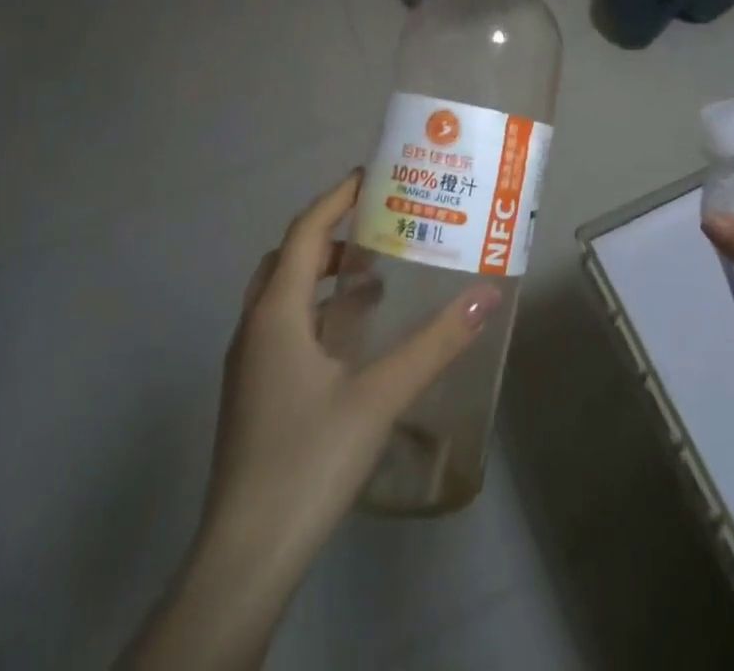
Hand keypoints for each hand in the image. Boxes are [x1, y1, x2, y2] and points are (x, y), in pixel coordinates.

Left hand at [203, 168, 498, 572]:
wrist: (246, 557)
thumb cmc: (308, 460)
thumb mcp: (380, 396)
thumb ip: (435, 343)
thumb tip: (487, 296)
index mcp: (275, 313)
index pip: (306, 232)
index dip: (338, 198)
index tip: (375, 175)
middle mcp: (255, 327)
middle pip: (291, 257)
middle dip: (334, 233)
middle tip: (382, 225)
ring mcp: (250, 364)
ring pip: (285, 294)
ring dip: (325, 274)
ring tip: (377, 273)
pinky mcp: (255, 394)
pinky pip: (286, 326)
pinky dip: (319, 311)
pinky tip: (355, 336)